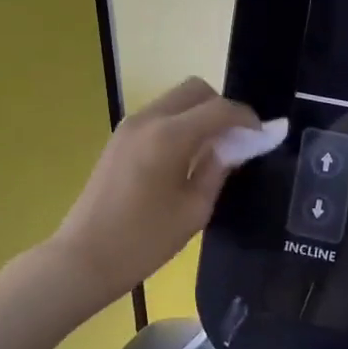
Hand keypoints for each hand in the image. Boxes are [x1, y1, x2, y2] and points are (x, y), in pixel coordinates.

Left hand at [51, 78, 258, 304]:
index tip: (263, 135)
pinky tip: (188, 156)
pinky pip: (159, 116)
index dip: (246, 118)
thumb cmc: (144, 241)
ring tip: (215, 150)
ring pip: (175, 100)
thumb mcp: (193, 210)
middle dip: (222, 108)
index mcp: (169, 136)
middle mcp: (148, 119)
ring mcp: (129, 126)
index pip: (219, 109)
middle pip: (195, 90)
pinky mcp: (118, 139)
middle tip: (238, 140)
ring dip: (200, 114)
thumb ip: (218, 170)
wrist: (85, 258)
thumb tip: (234, 146)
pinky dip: (180, 123)